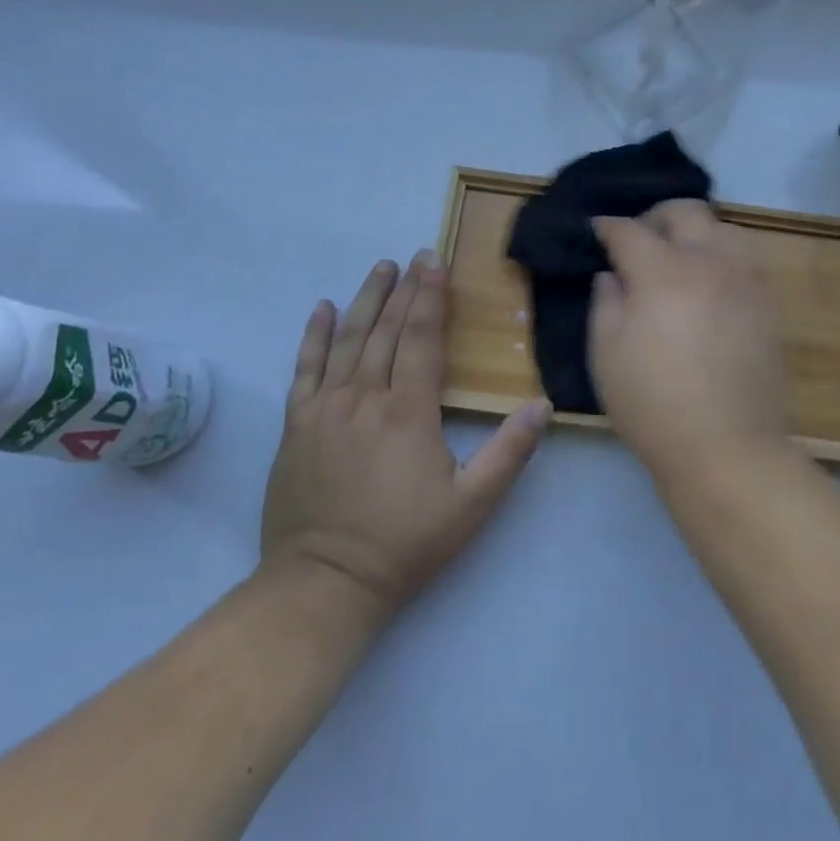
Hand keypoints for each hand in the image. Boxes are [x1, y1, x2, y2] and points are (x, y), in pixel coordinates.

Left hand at [260, 251, 549, 616]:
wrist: (323, 583)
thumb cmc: (404, 544)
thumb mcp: (471, 506)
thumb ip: (508, 453)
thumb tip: (542, 405)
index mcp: (408, 411)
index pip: (421, 338)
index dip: (430, 297)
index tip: (434, 262)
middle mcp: (364, 396)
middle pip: (386, 330)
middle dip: (403, 290)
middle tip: (414, 257)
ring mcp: (324, 408)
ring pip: (347, 339)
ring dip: (365, 300)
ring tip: (380, 269)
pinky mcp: (297, 424)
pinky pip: (304, 368)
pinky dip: (313, 335)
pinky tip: (320, 309)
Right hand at [589, 202, 788, 481]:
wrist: (725, 447)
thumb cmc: (652, 403)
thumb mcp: (606, 354)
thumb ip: (605, 302)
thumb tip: (612, 274)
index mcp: (662, 272)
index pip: (629, 230)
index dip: (607, 226)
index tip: (596, 230)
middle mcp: (708, 262)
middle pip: (684, 211)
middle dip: (654, 216)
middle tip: (638, 239)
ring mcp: (744, 280)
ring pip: (723, 227)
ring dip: (695, 231)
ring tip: (680, 256)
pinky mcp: (767, 304)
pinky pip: (745, 258)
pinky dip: (722, 255)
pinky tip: (710, 282)